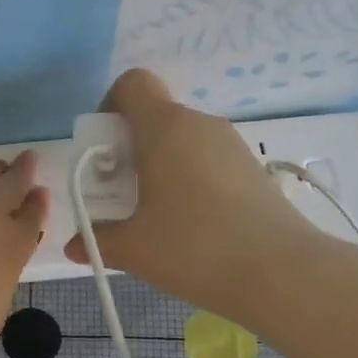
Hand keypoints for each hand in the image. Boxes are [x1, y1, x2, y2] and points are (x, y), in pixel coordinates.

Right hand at [64, 70, 316, 321]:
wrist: (281, 273)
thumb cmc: (194, 247)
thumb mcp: (134, 248)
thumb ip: (98, 240)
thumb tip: (75, 245)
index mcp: (164, 127)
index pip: (132, 83)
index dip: (111, 106)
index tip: (105, 151)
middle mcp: (199, 124)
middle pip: (156, 116)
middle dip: (131, 148)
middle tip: (123, 193)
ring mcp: (231, 145)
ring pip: (183, 140)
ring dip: (162, 166)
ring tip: (158, 215)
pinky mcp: (253, 169)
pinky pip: (208, 160)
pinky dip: (191, 179)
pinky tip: (193, 225)